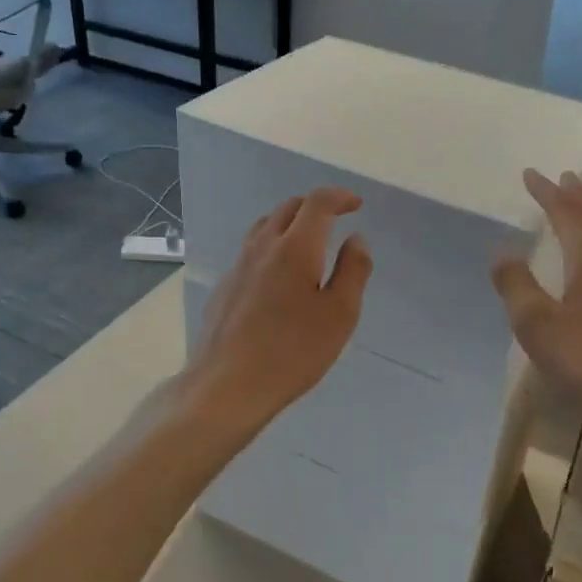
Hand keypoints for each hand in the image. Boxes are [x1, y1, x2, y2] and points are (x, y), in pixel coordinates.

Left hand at [185, 188, 371, 431]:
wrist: (227, 384)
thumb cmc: (293, 351)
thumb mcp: (340, 314)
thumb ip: (353, 271)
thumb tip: (356, 239)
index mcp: (295, 247)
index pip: (317, 203)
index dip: (339, 197)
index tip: (356, 204)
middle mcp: (263, 246)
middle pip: (288, 207)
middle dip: (315, 205)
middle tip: (336, 217)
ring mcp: (239, 264)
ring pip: (265, 225)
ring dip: (290, 221)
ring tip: (308, 239)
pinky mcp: (225, 285)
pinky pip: (252, 249)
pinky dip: (273, 244)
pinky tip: (279, 272)